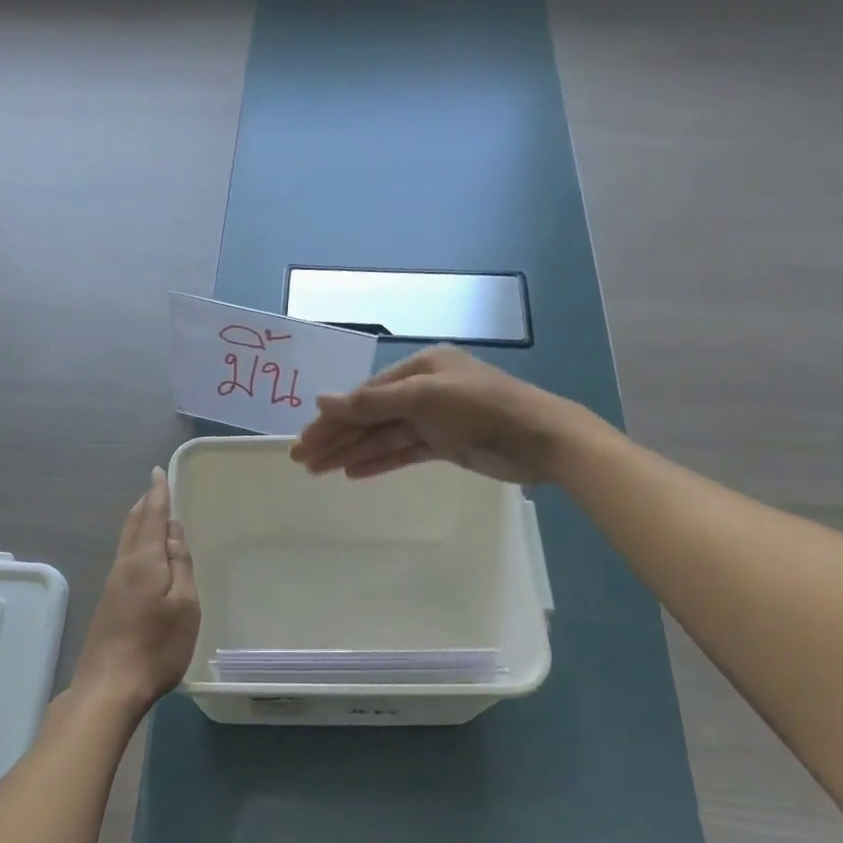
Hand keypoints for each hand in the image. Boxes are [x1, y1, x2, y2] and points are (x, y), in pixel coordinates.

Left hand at [71, 468, 200, 711]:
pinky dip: (135, 543)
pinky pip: (124, 558)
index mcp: (144, 561)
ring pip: (126, 541)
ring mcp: (112, 585)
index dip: (157, 493)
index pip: (152, 516)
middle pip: (133, 526)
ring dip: (138, 522)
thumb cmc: (157, 646)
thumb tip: (173, 530)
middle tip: (155, 488)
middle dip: (145, 504)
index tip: (157, 471)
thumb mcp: (184, 605)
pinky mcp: (109, 603)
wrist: (110, 686)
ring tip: (150, 512)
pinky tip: (142, 553)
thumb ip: (180, 565)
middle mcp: (124, 566)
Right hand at [291, 346, 578, 485]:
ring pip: (383, 437)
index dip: (332, 417)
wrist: (540, 439)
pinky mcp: (445, 444)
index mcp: (419, 368)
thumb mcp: (423, 399)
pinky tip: (353, 473)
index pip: (365, 394)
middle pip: (369, 416)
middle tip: (301, 459)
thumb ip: (372, 403)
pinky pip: (402, 452)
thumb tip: (320, 400)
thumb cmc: (482, 408)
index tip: (304, 438)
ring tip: (318, 471)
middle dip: (335, 437)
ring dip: (351, 452)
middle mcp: (423, 390)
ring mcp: (434, 419)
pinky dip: (378, 461)